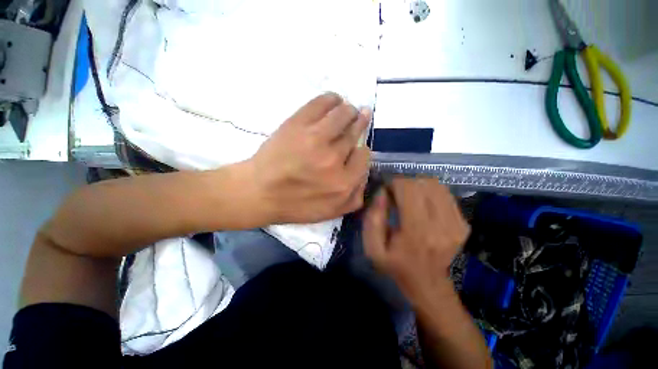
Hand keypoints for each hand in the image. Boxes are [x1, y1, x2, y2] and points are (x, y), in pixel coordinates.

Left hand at [249, 93, 371, 223]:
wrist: (260, 192)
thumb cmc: (296, 205)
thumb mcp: (332, 212)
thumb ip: (355, 197)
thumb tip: (366, 173)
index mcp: (344, 182)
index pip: (364, 155)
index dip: (361, 150)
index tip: (355, 148)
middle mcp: (334, 159)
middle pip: (355, 132)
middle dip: (359, 123)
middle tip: (360, 117)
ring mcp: (315, 138)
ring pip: (343, 114)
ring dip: (349, 110)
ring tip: (348, 109)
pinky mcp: (298, 124)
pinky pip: (322, 103)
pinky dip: (332, 99)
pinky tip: (334, 100)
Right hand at [363, 178, 469, 307]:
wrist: (427, 283)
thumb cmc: (396, 265)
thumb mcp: (373, 247)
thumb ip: (373, 218)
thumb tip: (382, 191)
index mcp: (417, 231)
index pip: (409, 189)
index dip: (395, 183)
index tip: (387, 191)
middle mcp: (441, 225)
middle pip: (424, 183)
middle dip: (406, 183)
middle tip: (396, 193)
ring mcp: (457, 224)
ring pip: (437, 186)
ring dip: (418, 185)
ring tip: (408, 196)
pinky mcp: (463, 224)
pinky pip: (446, 195)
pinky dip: (430, 192)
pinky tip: (422, 203)